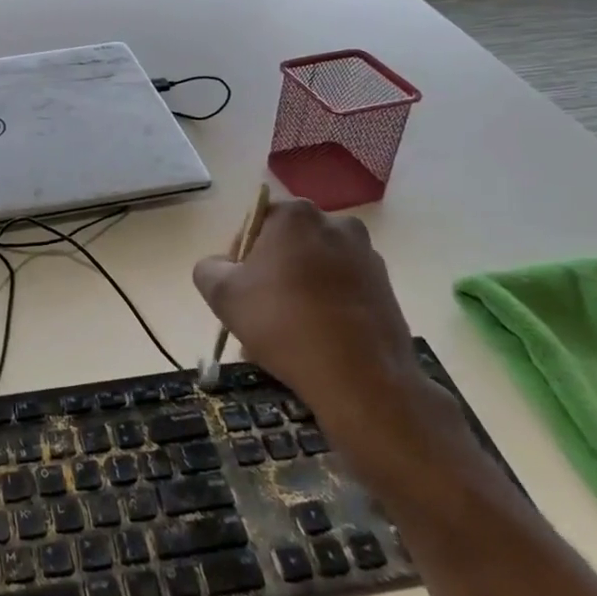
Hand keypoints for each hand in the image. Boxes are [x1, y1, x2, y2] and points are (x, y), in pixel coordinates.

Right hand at [193, 201, 462, 482]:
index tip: (237, 291)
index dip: (240, 258)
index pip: (255, 224)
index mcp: (296, 215)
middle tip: (257, 317)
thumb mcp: (222, 294)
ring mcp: (367, 257)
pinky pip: (342, 293)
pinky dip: (325, 310)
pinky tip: (314, 345)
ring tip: (284, 340)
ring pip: (315, 272)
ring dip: (296, 295)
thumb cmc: (283, 323)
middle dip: (270, 278)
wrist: (361, 379)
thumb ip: (209, 268)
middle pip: (288, 248)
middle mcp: (336, 225)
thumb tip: (222, 267)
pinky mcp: (387, 290)